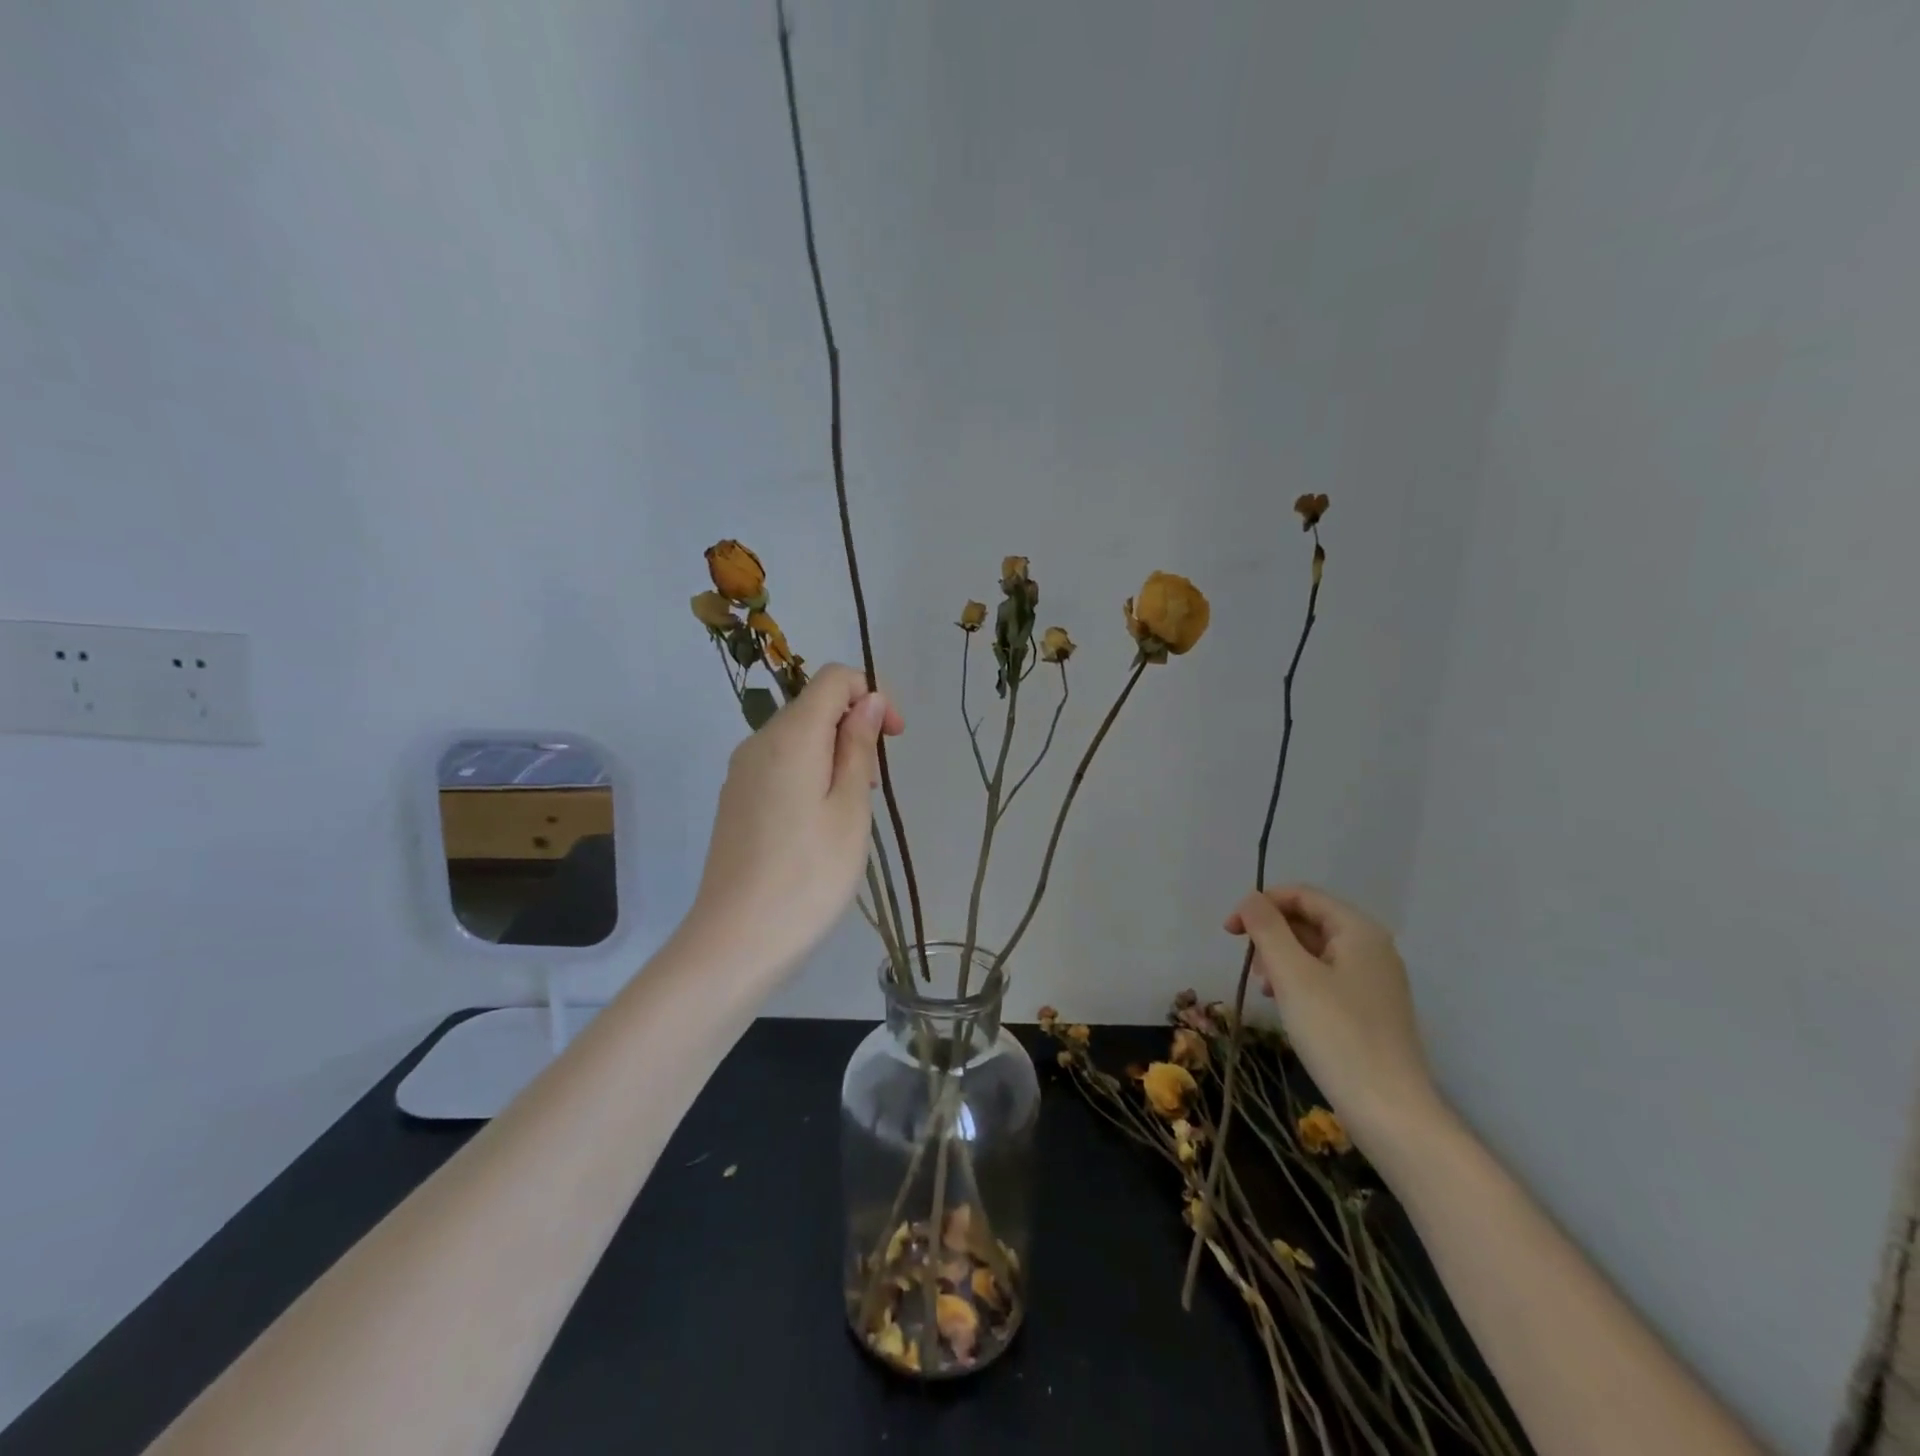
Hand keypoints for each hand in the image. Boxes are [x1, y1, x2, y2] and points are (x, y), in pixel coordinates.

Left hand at [686, 664, 904, 978]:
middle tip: (872, 788)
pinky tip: (818, 826)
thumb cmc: (809, 875)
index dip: (870, 694)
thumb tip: (866, 701)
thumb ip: (858, 746)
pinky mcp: (735, 801)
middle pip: (813, 707)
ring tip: (849, 812)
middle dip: (853, 730)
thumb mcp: (850, 808)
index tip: (893, 738)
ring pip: (797, 739)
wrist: (737, 941)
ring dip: (834, 756)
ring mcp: (741, 773)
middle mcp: (758, 743)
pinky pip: (779, 766)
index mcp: (789, 736)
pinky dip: (809, 775)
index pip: (832, 679)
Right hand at [1226, 884, 1441, 1148]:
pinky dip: (1299, 981)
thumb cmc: (1336, 1034)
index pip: (1302, 895)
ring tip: (1264, 987)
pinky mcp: (1371, 1008)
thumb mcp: (1292, 975)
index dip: (1261, 904)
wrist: (1389, 1110)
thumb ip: (1267, 928)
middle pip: (1309, 920)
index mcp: (1358, 930)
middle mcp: (1372, 947)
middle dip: (1271, 934)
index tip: (1229, 932)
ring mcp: (1375, 979)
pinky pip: (1327, 977)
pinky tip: (1285, 1005)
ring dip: (1281, 959)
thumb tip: (1250, 899)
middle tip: (1249, 965)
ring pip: (1315, 950)